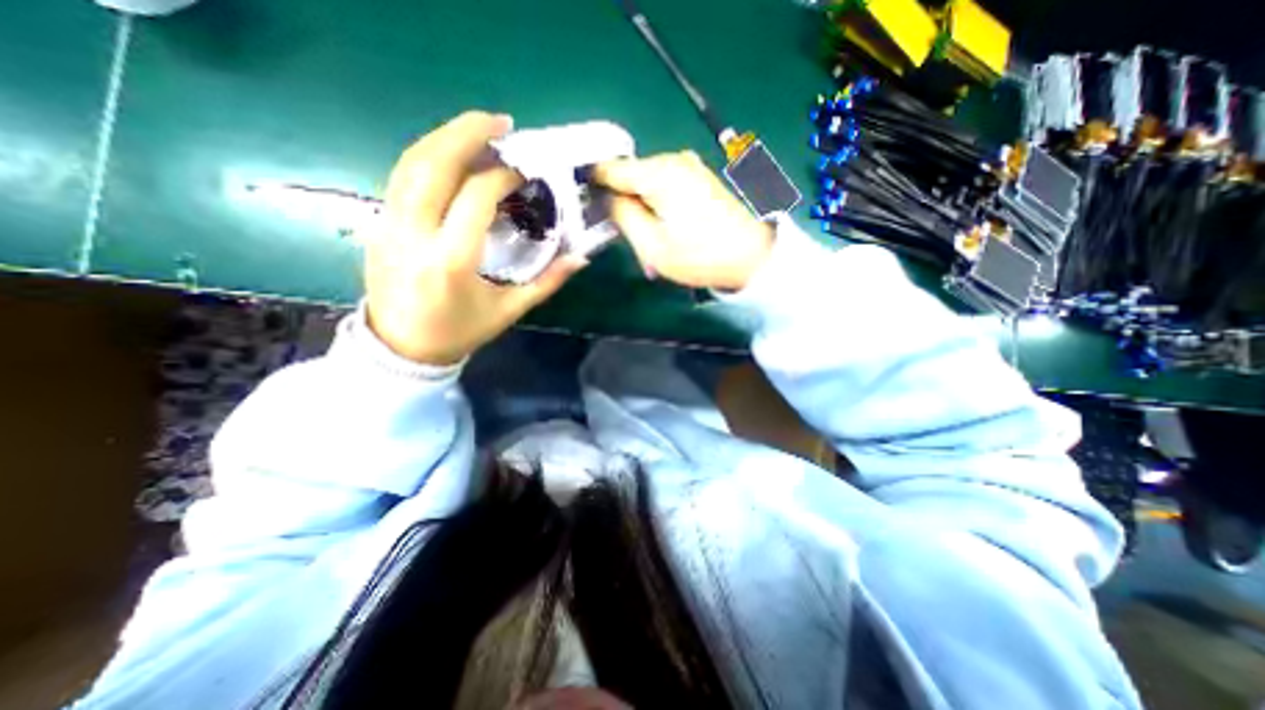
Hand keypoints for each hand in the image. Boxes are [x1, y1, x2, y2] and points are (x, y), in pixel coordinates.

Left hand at [362, 110, 585, 366]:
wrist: (403, 347)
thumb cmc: (461, 331)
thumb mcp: (510, 310)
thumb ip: (547, 281)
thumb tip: (580, 258)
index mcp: (452, 260)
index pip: (476, 197)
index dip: (503, 175)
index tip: (525, 169)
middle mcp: (415, 235)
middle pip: (435, 164)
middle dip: (467, 133)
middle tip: (500, 122)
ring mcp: (390, 224)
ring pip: (411, 162)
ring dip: (444, 136)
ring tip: (477, 128)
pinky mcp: (379, 222)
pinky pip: (401, 176)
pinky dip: (427, 155)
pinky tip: (450, 152)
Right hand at [590, 149, 770, 290]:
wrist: (751, 256)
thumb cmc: (699, 256)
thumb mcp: (652, 246)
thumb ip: (624, 217)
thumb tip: (610, 199)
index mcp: (658, 173)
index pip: (611, 168)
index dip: (593, 183)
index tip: (582, 202)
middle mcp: (673, 160)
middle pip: (631, 175)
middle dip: (622, 201)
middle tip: (624, 234)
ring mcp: (689, 167)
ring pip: (648, 182)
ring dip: (641, 207)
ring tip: (649, 238)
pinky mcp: (699, 177)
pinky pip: (665, 185)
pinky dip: (657, 204)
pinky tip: (665, 228)